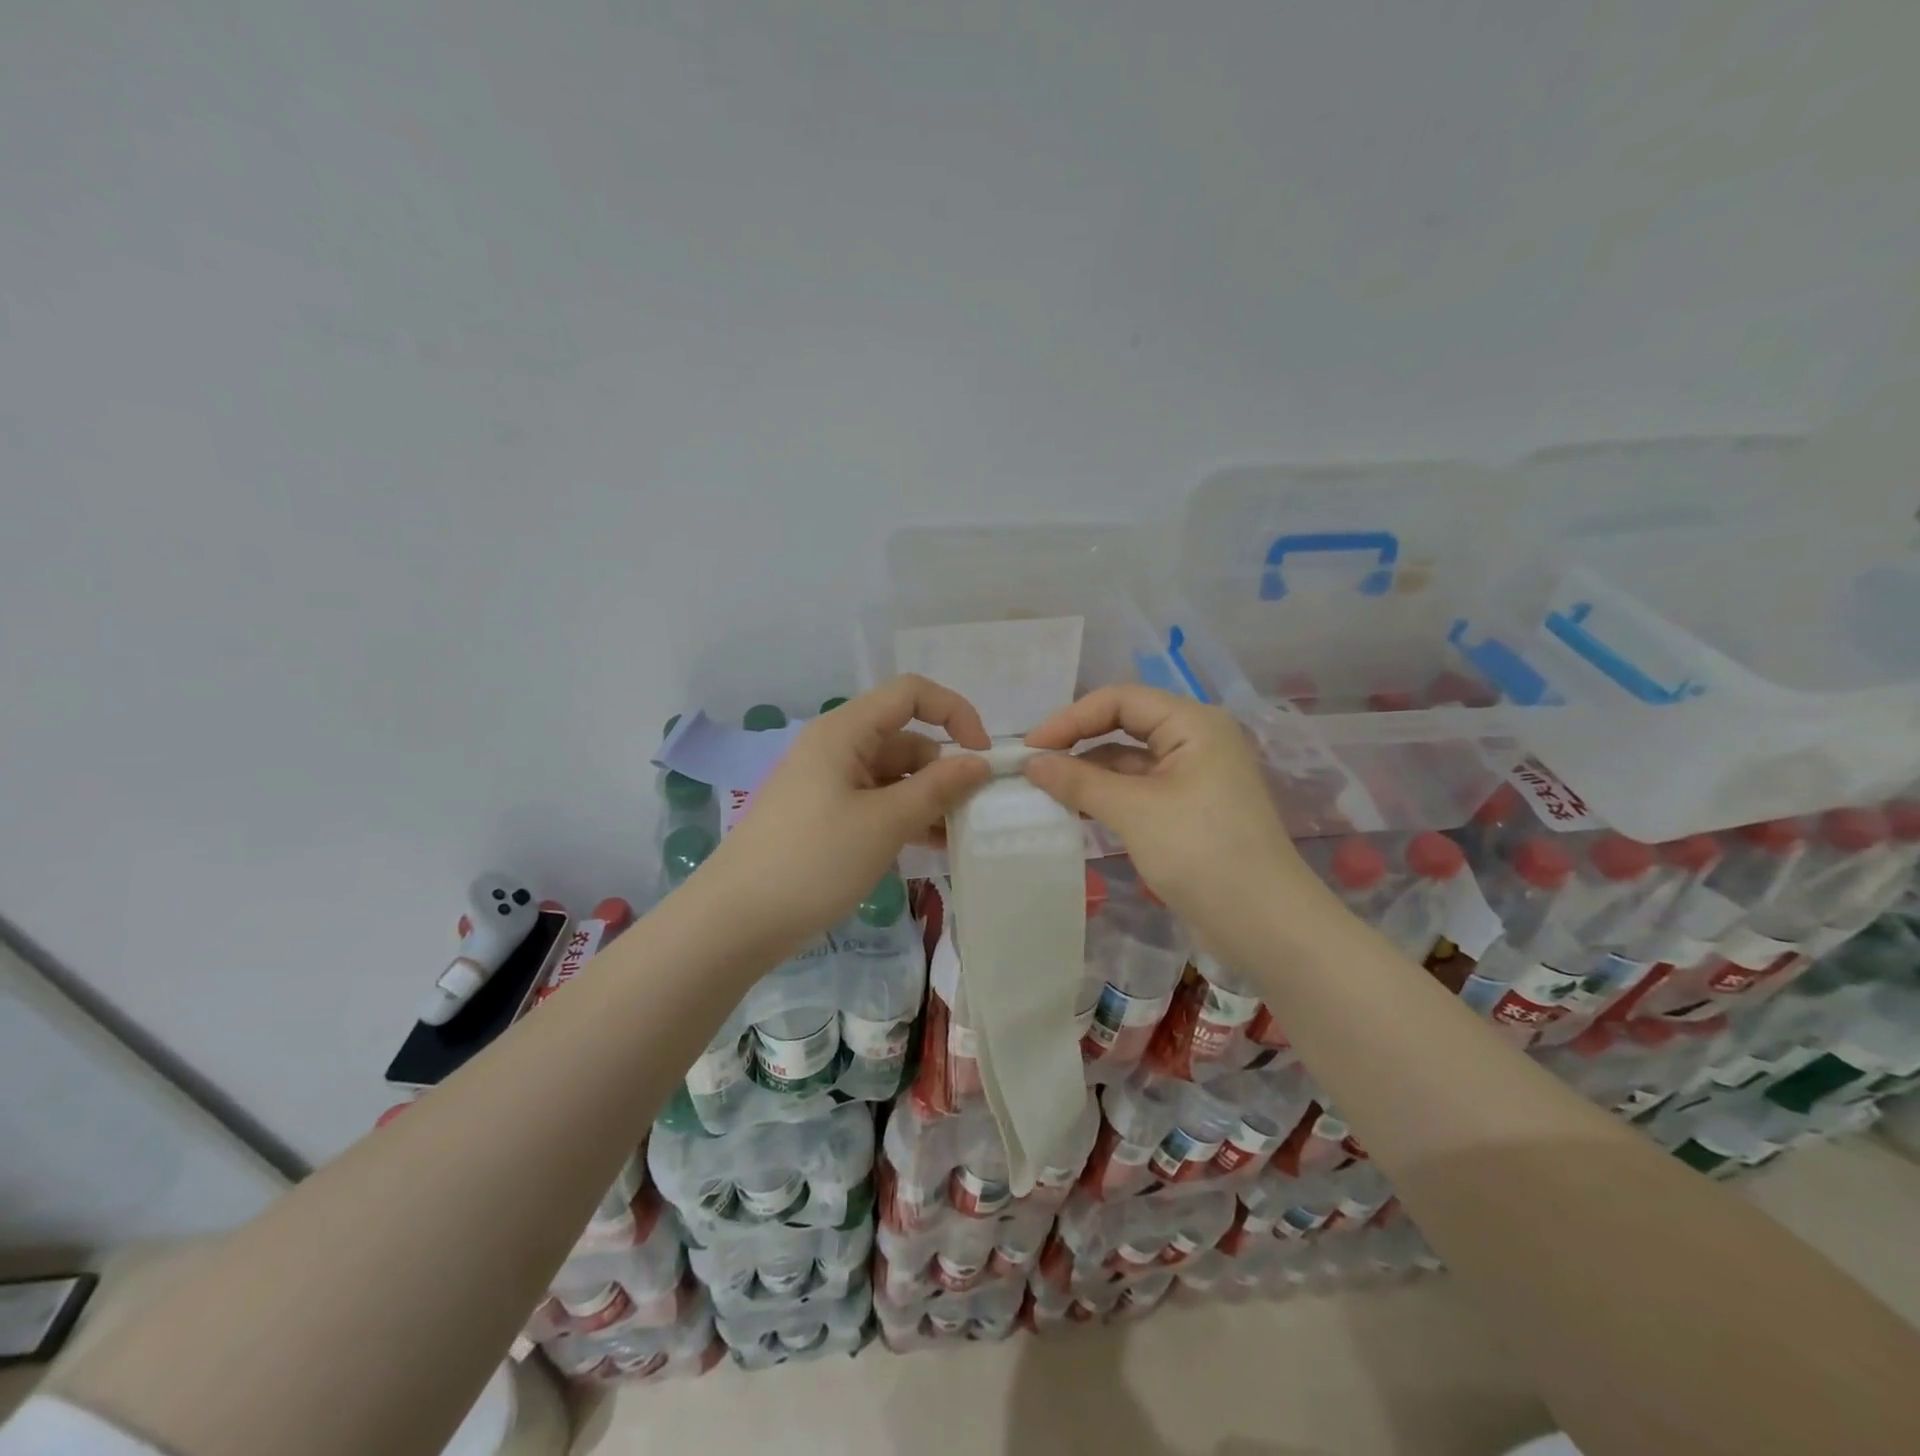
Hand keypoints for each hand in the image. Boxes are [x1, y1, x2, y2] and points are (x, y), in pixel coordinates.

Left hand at [703, 675, 991, 948]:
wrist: (735, 921)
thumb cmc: (813, 861)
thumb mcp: (885, 823)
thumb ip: (937, 788)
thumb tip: (980, 762)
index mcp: (844, 731)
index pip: (910, 694)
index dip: (954, 712)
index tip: (983, 756)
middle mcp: (837, 748)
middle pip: (905, 737)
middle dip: (944, 767)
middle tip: (975, 810)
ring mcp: (829, 783)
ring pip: (894, 775)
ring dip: (928, 798)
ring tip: (958, 835)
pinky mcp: (825, 816)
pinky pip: (877, 803)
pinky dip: (905, 817)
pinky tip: (931, 847)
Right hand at [1022, 685, 1326, 933]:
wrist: (1265, 925)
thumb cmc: (1202, 852)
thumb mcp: (1134, 811)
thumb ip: (1079, 781)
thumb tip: (1031, 763)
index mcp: (1193, 723)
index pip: (1120, 700)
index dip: (1071, 718)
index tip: (1030, 748)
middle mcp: (1196, 740)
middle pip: (1125, 724)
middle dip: (1078, 742)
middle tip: (1033, 766)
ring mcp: (1194, 776)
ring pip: (1130, 760)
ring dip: (1089, 772)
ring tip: (1045, 791)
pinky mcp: (1189, 810)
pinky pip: (1140, 789)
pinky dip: (1108, 796)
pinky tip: (1076, 811)